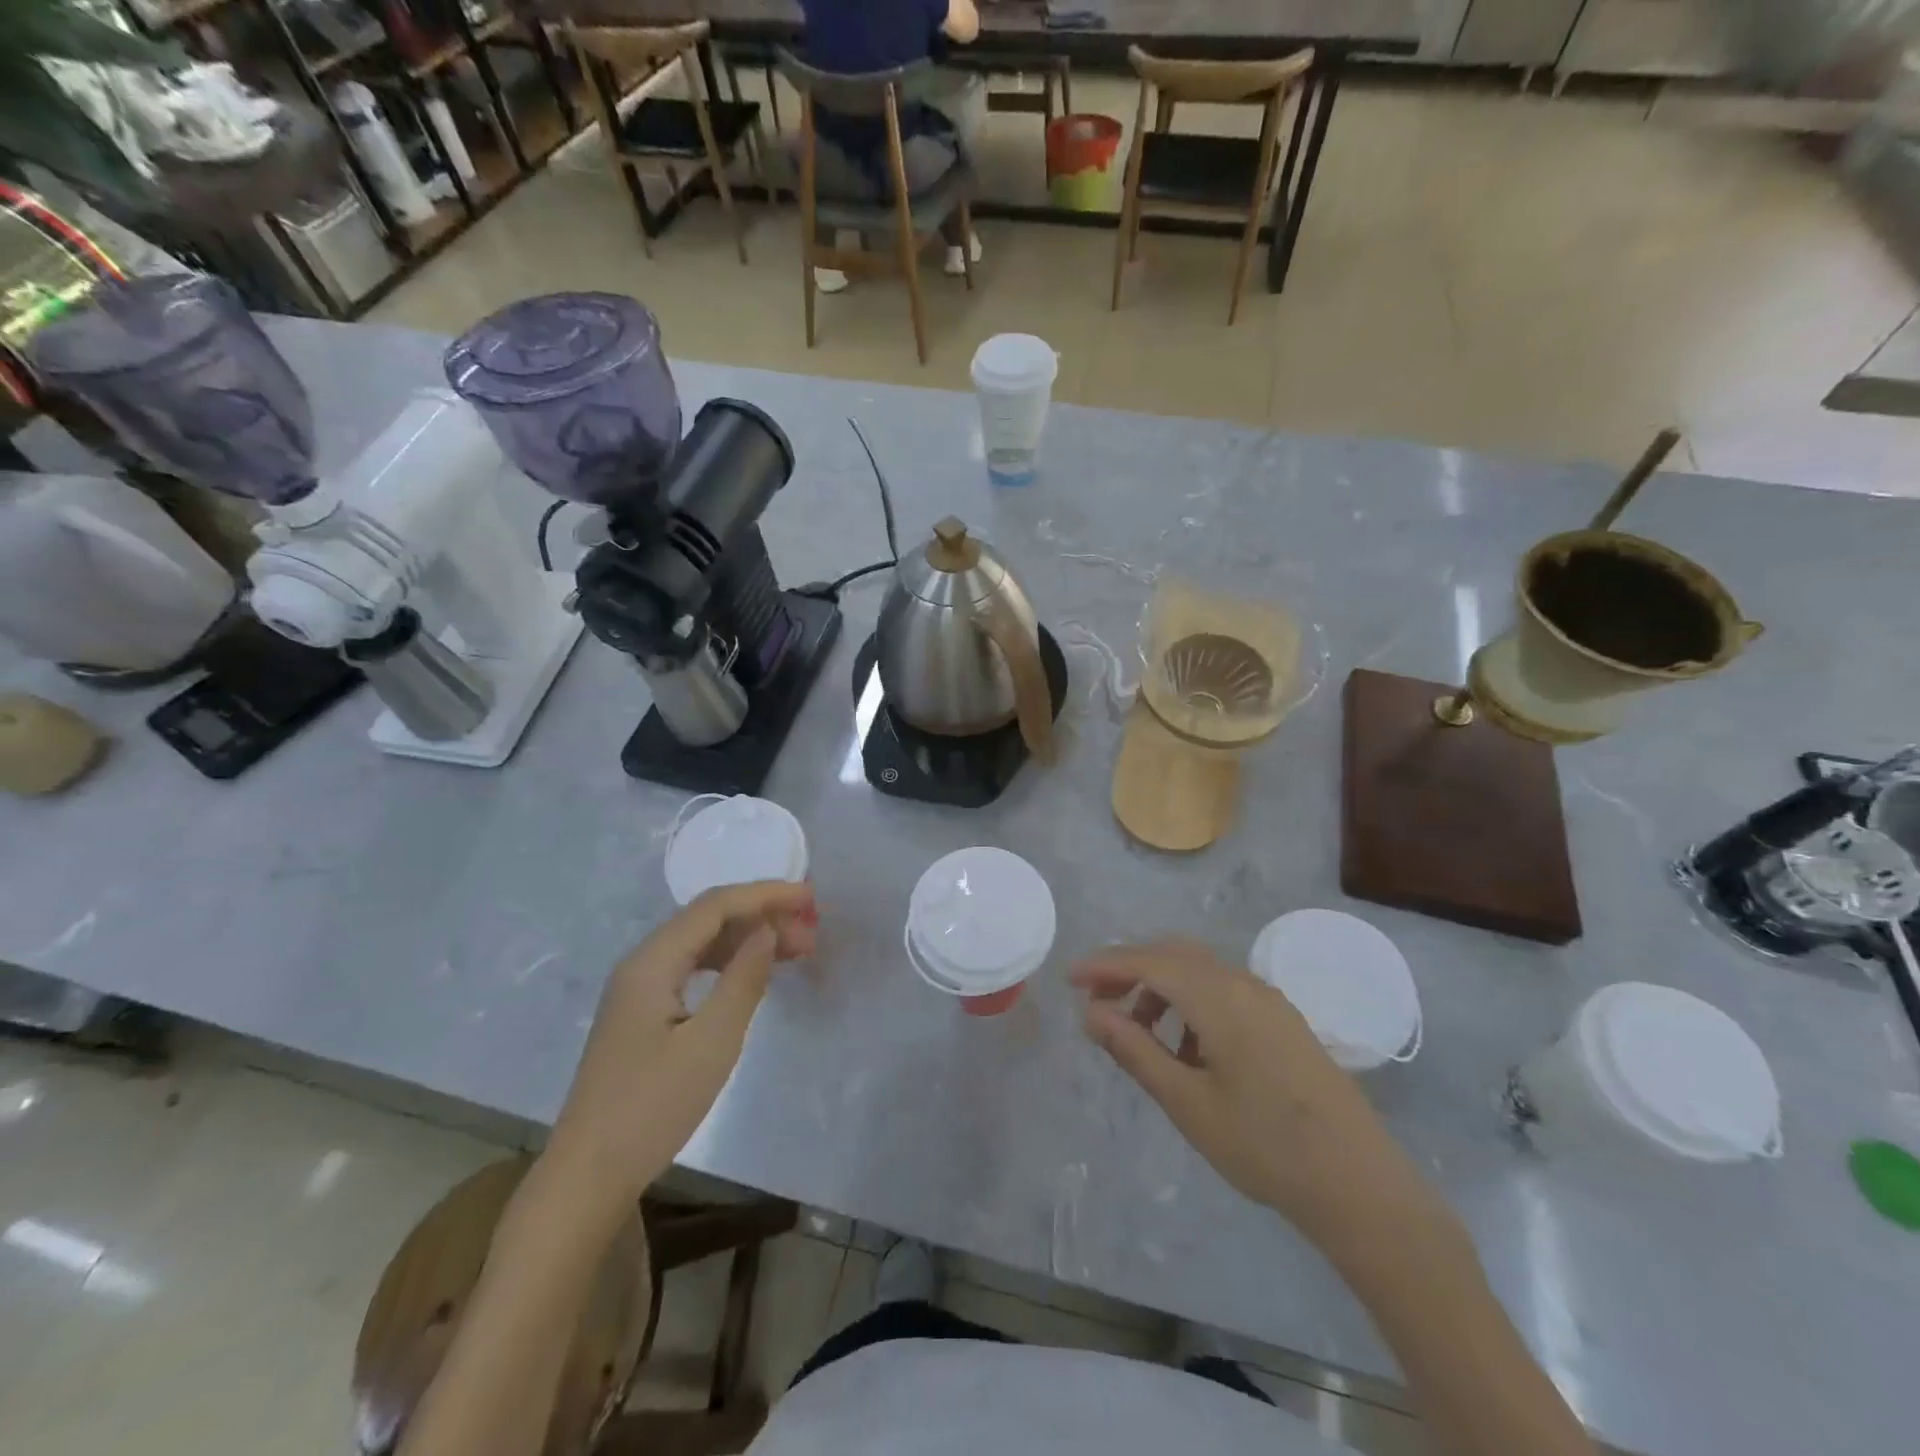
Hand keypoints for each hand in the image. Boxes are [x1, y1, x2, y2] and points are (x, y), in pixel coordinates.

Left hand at [547, 882, 816, 1206]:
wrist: (588, 1176)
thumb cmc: (653, 1107)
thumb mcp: (712, 1042)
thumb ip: (744, 978)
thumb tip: (768, 930)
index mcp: (652, 962)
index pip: (715, 906)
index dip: (765, 895)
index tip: (810, 897)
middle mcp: (642, 964)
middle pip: (708, 919)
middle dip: (762, 915)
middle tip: (811, 932)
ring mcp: (639, 989)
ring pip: (702, 944)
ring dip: (748, 939)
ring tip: (795, 950)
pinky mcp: (643, 1014)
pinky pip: (693, 968)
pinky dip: (730, 963)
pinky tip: (754, 974)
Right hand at [1071, 941, 1442, 1260]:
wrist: (1360, 1186)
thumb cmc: (1263, 1146)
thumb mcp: (1186, 1102)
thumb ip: (1135, 1050)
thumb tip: (1091, 1013)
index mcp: (1217, 997)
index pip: (1148, 962)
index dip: (1104, 966)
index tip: (1069, 980)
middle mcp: (1243, 983)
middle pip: (1174, 954)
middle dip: (1130, 969)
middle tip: (1098, 1002)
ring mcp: (1269, 1000)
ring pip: (1200, 971)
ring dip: (1162, 987)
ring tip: (1141, 1034)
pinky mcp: (1285, 1020)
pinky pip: (1225, 991)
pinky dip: (1192, 1002)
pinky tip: (1189, 1050)